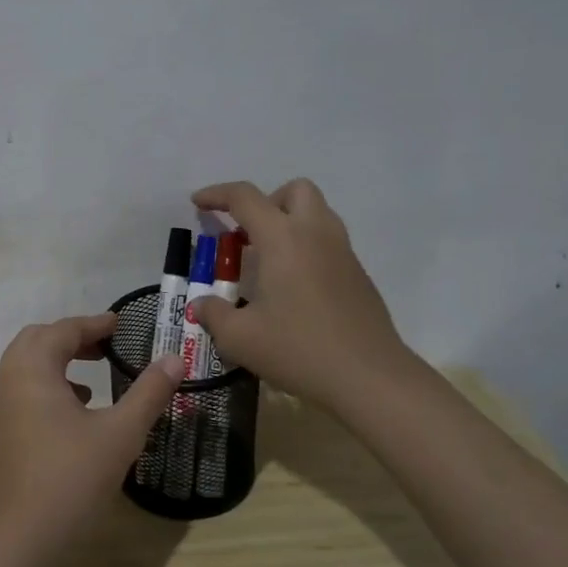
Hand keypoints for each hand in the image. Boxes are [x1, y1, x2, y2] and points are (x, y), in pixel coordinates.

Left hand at [0, 313, 182, 555]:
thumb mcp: (119, 434)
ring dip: (55, 363)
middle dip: (72, 338)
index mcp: (31, 368)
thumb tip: (175, 359)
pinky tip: (69, 417)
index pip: (64, 330)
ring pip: (24, 368)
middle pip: (37, 341)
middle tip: (106, 346)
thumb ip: (149, 392)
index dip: (95, 324)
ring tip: (90, 381)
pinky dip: (43, 388)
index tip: (121, 324)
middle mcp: (5, 379)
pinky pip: (18, 393)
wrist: (14, 541)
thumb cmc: (69, 479)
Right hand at [190, 178, 416, 410]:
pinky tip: (293, 288)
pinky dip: (306, 248)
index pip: (245, 197)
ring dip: (289, 222)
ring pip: (317, 213)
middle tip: (247, 234)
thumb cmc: (298, 349)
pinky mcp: (359, 275)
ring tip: (267, 260)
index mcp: (283, 238)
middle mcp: (315, 234)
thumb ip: (214, 314)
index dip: (217, 194)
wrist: (369, 377)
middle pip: (295, 190)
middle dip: (266, 201)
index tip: (198, 203)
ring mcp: (343, 253)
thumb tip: (200, 305)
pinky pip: (328, 243)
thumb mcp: (240, 338)